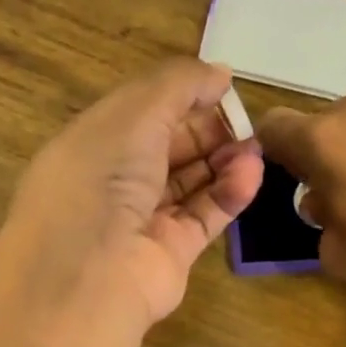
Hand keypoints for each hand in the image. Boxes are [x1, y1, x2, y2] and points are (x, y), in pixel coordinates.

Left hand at [0, 59, 263, 326]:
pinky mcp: (170, 253)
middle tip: (245, 124)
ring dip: (224, 161)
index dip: (182, 98)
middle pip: (170, 148)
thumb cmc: (101, 179)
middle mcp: (115, 182)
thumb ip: (179, 85)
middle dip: (209, 131)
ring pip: (190, 183)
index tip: (222, 89)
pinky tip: (252, 175)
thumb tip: (221, 74)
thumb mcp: (134, 112)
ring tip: (255, 149)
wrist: (90, 273)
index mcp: (93, 143)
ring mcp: (142, 221)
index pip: (143, 113)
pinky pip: (203, 216)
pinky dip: (228, 195)